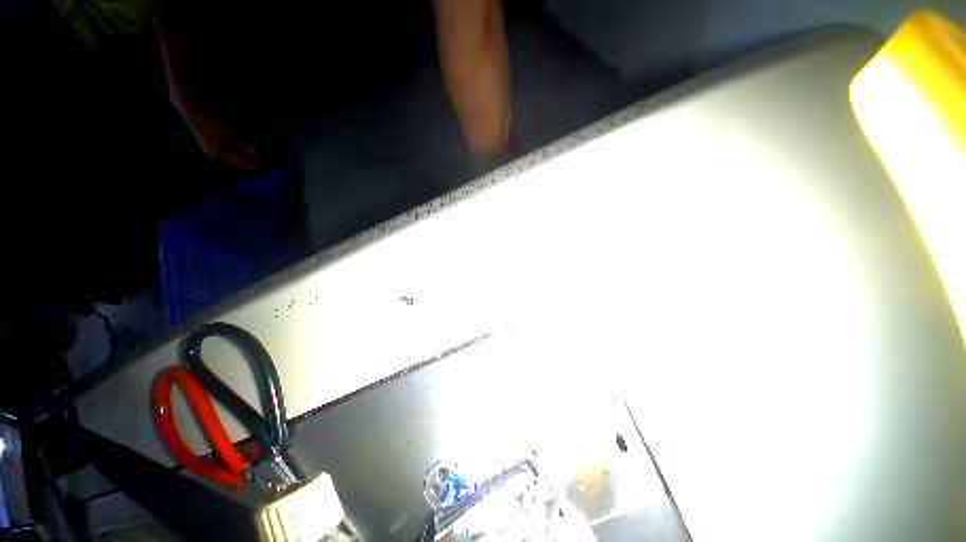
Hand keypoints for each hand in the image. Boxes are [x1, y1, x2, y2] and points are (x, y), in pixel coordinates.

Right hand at [177, 103, 259, 170]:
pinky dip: (234, 155)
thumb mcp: (228, 131)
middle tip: (258, 166)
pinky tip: (240, 155)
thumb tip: (256, 153)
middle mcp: (214, 154)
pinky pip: (225, 154)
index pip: (237, 161)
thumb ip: (241, 143)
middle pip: (233, 161)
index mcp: (218, 152)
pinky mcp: (209, 146)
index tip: (259, 168)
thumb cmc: (210, 120)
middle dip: (245, 163)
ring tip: (252, 161)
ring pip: (229, 158)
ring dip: (240, 160)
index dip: (248, 165)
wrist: (191, 110)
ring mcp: (210, 151)